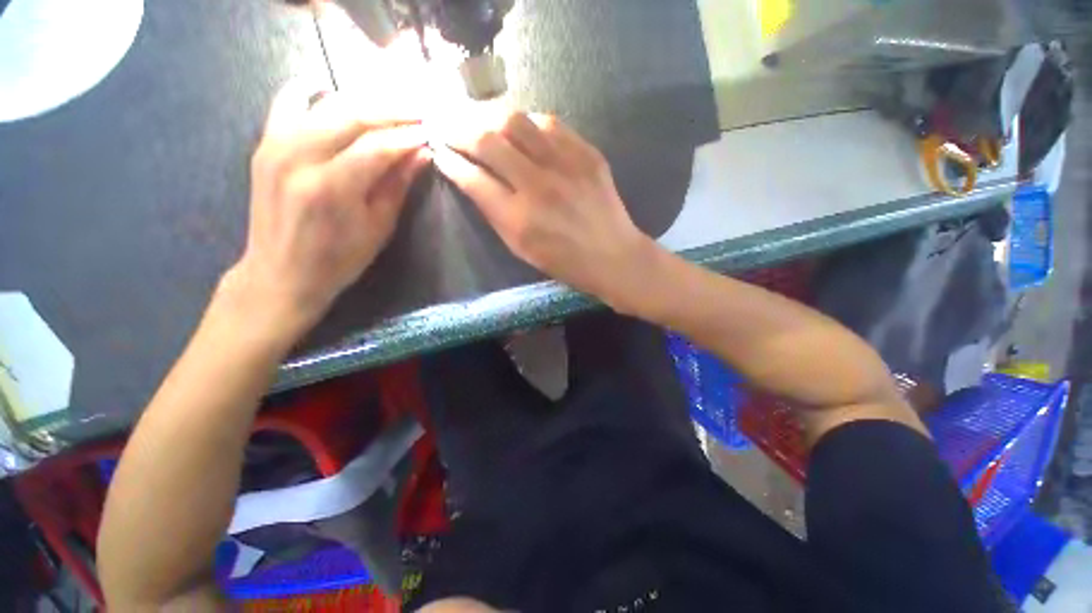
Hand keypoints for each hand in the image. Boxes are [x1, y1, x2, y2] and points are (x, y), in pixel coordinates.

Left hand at [225, 83, 429, 337]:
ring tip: (392, 105)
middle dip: (391, 111)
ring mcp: (276, 145)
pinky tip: (333, 92)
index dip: (408, 137)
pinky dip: (313, 92)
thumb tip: (421, 154)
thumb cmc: (338, 259)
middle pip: (352, 116)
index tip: (431, 133)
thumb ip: (397, 186)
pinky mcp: (265, 143)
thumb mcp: (378, 228)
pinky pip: (288, 103)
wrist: (280, 272)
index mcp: (331, 187)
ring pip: (325, 104)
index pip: (377, 147)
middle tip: (419, 112)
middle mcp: (299, 157)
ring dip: (364, 101)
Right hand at [432, 112, 656, 311]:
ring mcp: (566, 166)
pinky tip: (521, 129)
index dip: (451, 162)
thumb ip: (494, 214)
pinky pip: (549, 123)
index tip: (440, 153)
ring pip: (516, 121)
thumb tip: (471, 179)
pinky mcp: (587, 154)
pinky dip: (527, 122)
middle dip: (459, 129)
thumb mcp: (522, 249)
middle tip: (449, 127)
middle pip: (488, 141)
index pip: (473, 179)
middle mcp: (539, 187)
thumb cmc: (565, 262)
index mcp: (519, 220)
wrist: (614, 256)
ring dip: (490, 117)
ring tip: (481, 122)